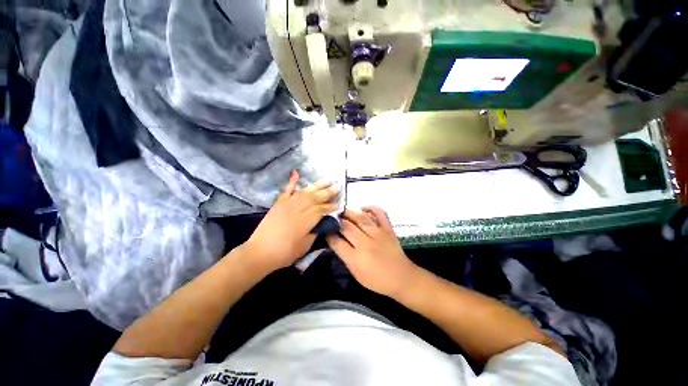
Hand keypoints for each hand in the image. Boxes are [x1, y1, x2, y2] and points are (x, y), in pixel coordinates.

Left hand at [242, 170, 338, 273]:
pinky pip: (287, 190)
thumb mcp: (305, 246)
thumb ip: (315, 232)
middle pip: (316, 198)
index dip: (331, 206)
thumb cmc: (285, 253)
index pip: (322, 209)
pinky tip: (296, 172)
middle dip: (328, 192)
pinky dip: (292, 181)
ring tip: (327, 180)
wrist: (259, 252)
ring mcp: (288, 204)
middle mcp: (298, 209)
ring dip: (317, 186)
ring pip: (305, 192)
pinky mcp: (279, 203)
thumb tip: (322, 223)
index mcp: (306, 220)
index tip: (339, 202)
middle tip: (338, 187)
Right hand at [326, 207, 419, 297]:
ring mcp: (378, 233)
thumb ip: (345, 257)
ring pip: (361, 217)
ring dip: (350, 212)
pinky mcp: (388, 228)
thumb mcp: (356, 274)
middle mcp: (366, 243)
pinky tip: (363, 208)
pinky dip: (371, 207)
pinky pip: (380, 213)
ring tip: (343, 211)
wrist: (401, 277)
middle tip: (332, 217)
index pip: (337, 242)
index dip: (329, 235)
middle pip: (347, 227)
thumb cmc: (377, 280)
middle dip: (337, 221)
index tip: (325, 230)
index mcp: (356, 258)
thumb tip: (335, 242)